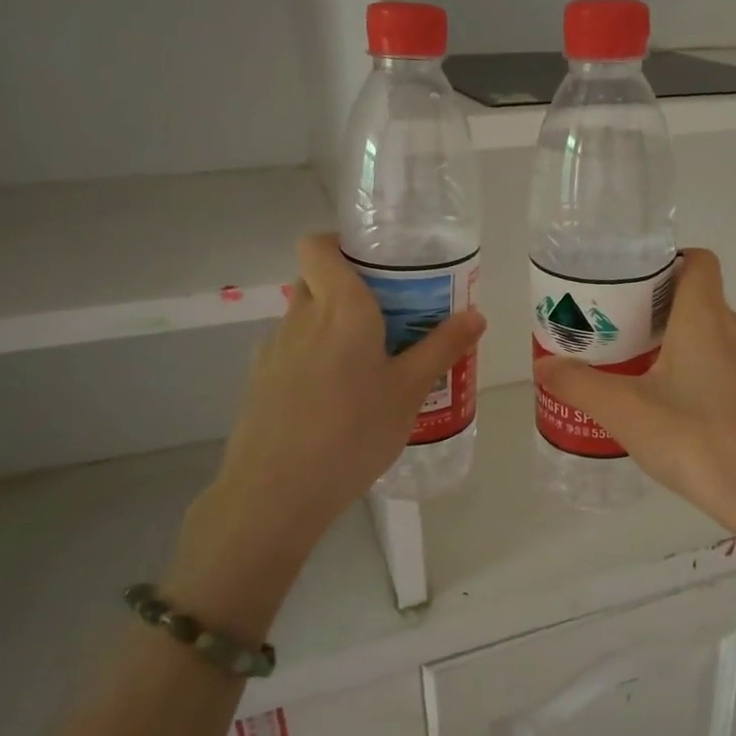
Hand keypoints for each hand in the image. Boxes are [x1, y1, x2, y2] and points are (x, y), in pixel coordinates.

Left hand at [171, 235, 484, 628]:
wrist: (277, 493)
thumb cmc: (354, 432)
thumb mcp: (410, 391)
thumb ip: (442, 347)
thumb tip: (476, 315)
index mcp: (340, 307)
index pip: (318, 244)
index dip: (340, 243)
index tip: (375, 264)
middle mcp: (300, 317)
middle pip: (315, 278)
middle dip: (347, 286)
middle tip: (387, 315)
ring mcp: (273, 349)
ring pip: (303, 317)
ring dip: (331, 325)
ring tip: (367, 365)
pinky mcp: (259, 381)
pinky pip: (291, 351)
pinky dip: (313, 358)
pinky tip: (335, 399)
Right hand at [534, 249, 735, 545]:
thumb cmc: (697, 439)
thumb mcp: (626, 412)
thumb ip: (580, 384)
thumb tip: (544, 366)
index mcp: (707, 317)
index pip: (697, 260)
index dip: (665, 261)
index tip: (628, 285)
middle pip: (696, 299)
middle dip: (653, 310)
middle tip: (613, 333)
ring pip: (709, 335)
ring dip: (673, 344)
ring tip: (632, 372)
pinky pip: (723, 366)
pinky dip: (694, 372)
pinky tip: (669, 409)